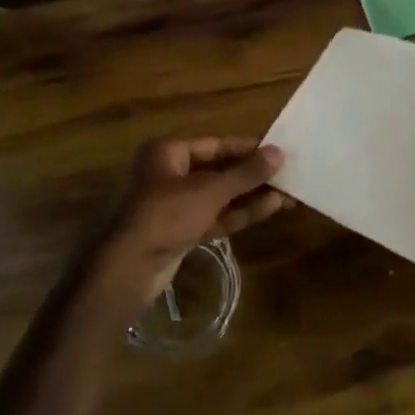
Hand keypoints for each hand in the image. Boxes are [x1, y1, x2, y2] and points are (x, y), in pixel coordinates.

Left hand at [88, 137, 289, 313]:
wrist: (125, 269)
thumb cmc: (164, 215)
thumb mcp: (208, 191)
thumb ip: (245, 174)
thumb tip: (279, 153)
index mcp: (168, 152)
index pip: (216, 144)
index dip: (248, 149)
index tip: (279, 152)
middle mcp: (169, 173)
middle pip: (219, 170)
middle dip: (253, 176)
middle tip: (289, 176)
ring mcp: (174, 205)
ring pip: (219, 196)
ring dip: (251, 196)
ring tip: (288, 195)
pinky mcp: (180, 232)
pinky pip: (214, 216)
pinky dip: (239, 213)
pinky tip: (269, 209)